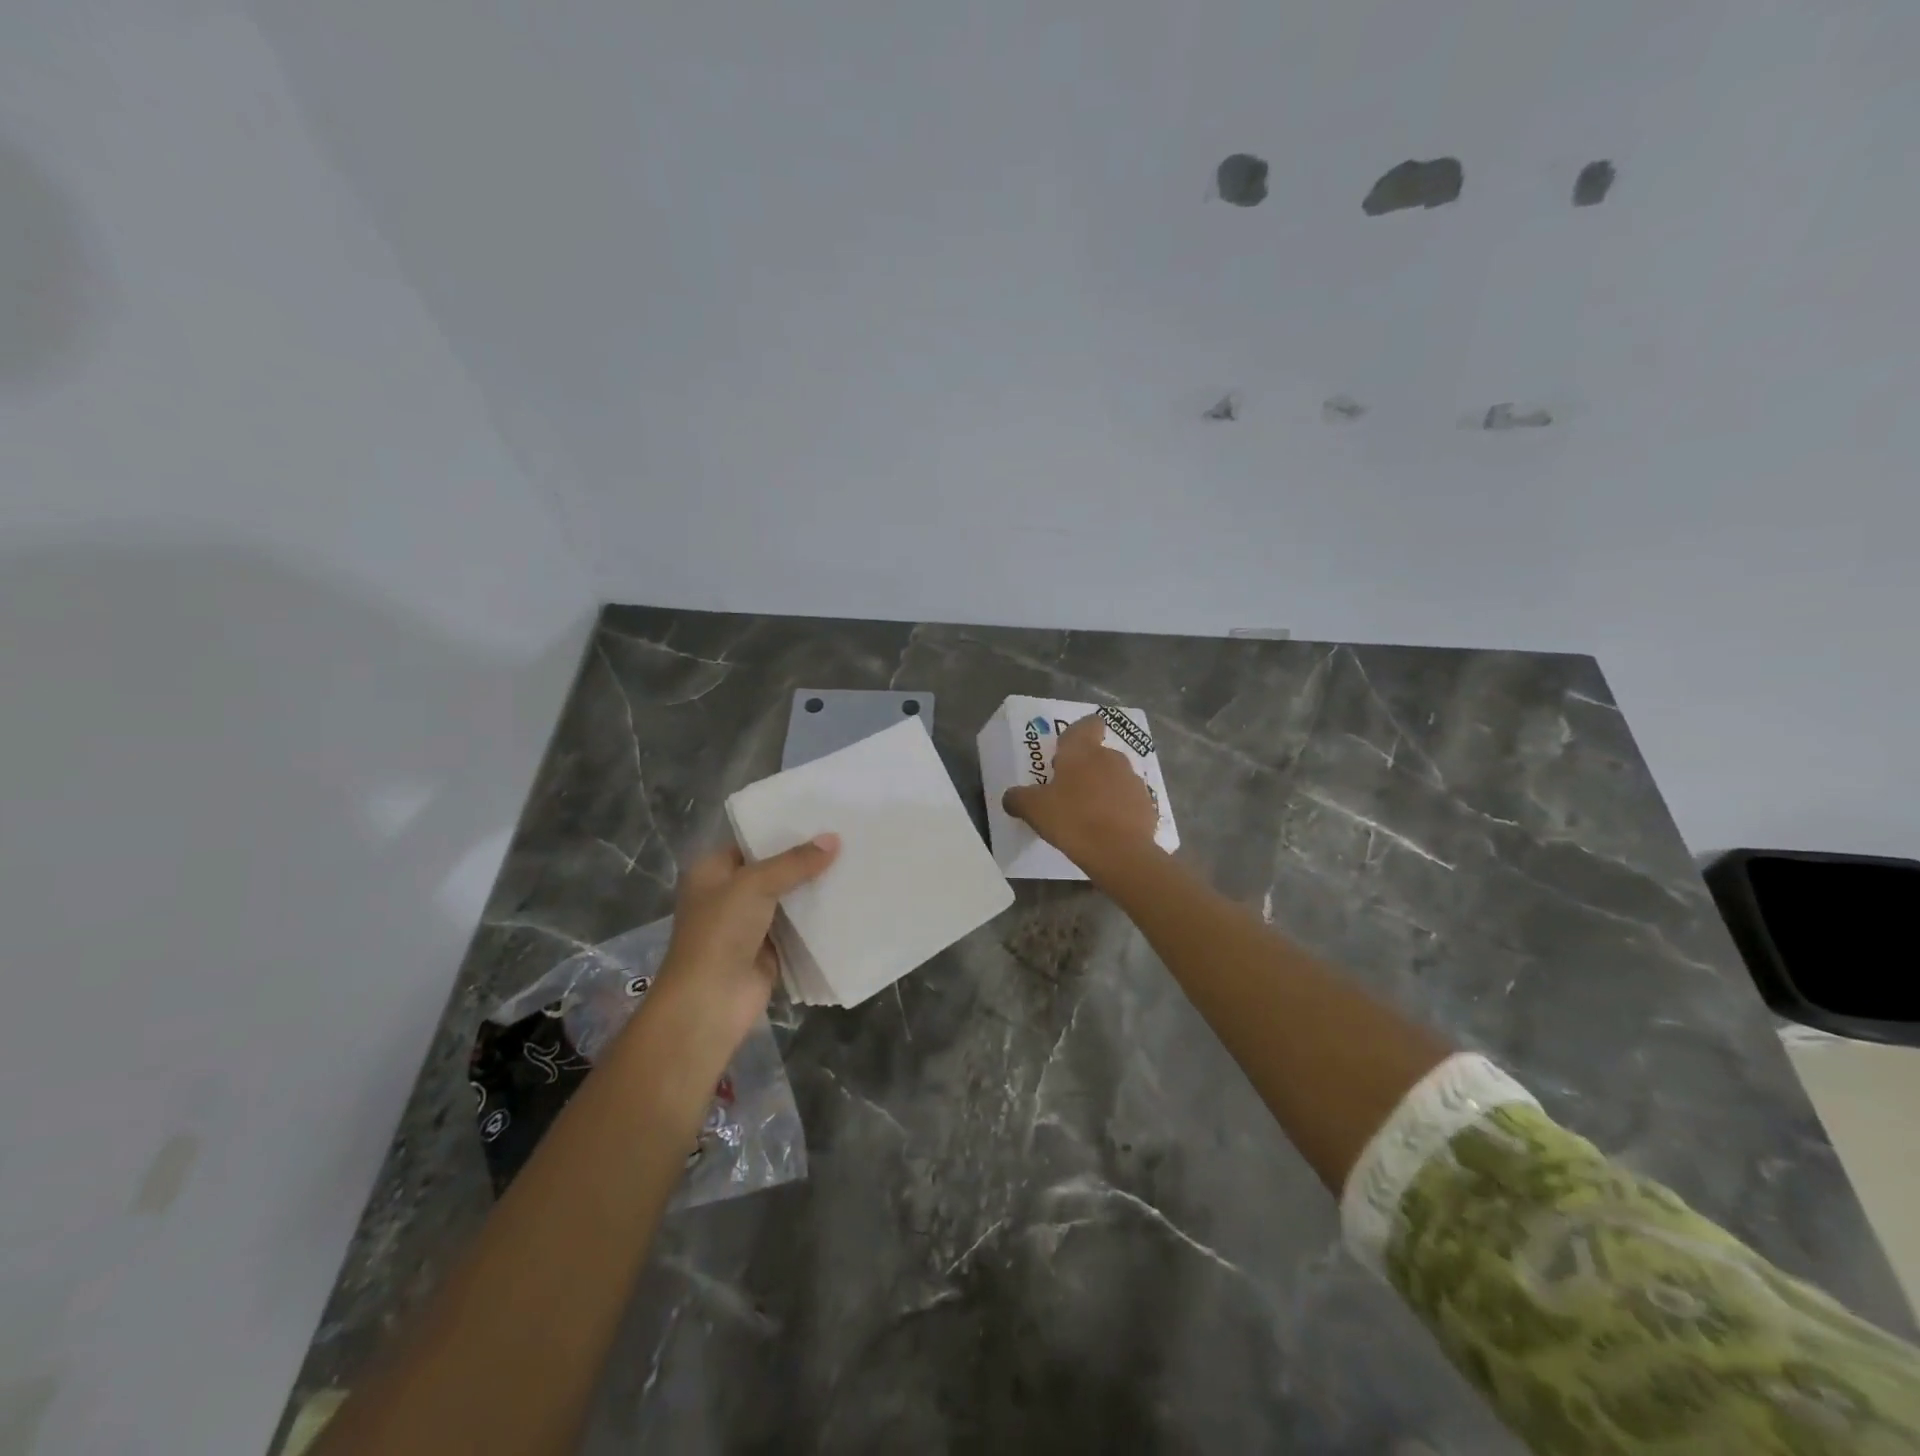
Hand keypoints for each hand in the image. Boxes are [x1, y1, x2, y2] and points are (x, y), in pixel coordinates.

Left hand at [647, 835, 839, 1056]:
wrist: (710, 1002)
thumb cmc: (720, 932)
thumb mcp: (755, 885)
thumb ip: (794, 862)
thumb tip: (834, 839)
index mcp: (712, 872)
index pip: (750, 842)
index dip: (782, 831)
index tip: (820, 818)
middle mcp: (728, 895)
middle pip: (773, 870)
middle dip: (804, 859)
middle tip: (845, 837)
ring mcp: (749, 924)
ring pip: (787, 898)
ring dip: (814, 888)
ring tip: (854, 862)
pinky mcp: (770, 950)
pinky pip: (798, 927)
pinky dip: (818, 918)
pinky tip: (847, 900)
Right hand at [1002, 714, 1157, 872]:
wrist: (1120, 853)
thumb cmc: (1073, 820)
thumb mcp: (1033, 809)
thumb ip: (1018, 798)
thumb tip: (1011, 797)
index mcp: (1083, 751)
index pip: (1088, 724)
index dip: (1080, 732)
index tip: (1067, 751)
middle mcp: (1112, 759)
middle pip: (1098, 755)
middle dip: (1085, 769)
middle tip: (1067, 792)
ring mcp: (1133, 782)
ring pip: (1114, 778)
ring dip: (1102, 789)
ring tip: (1087, 815)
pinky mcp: (1148, 806)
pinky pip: (1128, 802)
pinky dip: (1118, 811)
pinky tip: (1106, 831)